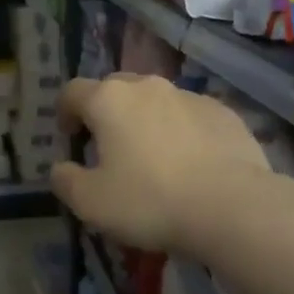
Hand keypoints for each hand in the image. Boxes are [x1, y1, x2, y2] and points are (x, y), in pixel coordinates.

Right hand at [51, 74, 270, 252]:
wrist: (232, 207)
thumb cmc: (150, 201)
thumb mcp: (91, 202)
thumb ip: (66, 181)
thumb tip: (61, 168)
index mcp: (109, 100)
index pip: (72, 91)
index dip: (64, 112)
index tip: (70, 137)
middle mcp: (147, 87)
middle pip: (115, 89)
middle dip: (106, 112)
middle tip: (107, 147)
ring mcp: (189, 96)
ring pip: (155, 100)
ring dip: (145, 120)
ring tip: (152, 157)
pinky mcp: (223, 113)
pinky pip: (190, 115)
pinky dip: (181, 131)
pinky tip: (189, 163)